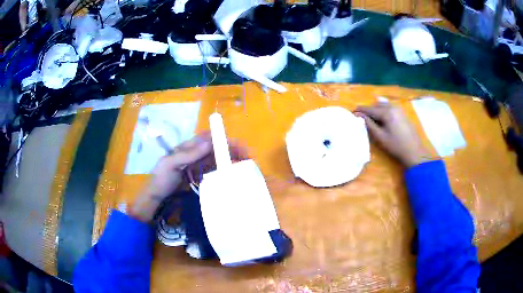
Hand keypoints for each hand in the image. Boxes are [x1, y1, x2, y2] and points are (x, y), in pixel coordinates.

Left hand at [129, 132, 247, 222]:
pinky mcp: (199, 176)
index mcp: (188, 147)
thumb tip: (209, 142)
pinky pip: (214, 171)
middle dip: (232, 149)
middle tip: (247, 158)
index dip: (224, 139)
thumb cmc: (161, 179)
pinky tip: (232, 175)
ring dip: (230, 160)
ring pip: (217, 159)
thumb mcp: (170, 164)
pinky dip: (224, 171)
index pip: (209, 138)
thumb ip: (188, 154)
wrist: (156, 197)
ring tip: (244, 166)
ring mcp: (198, 165)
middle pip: (216, 148)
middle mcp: (195, 153)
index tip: (238, 145)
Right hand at [356, 103, 432, 167]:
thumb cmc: (396, 146)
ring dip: (376, 108)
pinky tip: (381, 113)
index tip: (352, 112)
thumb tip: (359, 116)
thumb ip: (369, 125)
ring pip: (384, 105)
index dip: (360, 110)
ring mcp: (399, 109)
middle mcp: (392, 107)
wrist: (414, 151)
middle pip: (377, 105)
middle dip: (368, 109)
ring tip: (370, 116)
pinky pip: (390, 106)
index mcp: (386, 112)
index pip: (370, 109)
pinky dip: (383, 108)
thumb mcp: (381, 137)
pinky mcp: (402, 113)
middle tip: (361, 116)